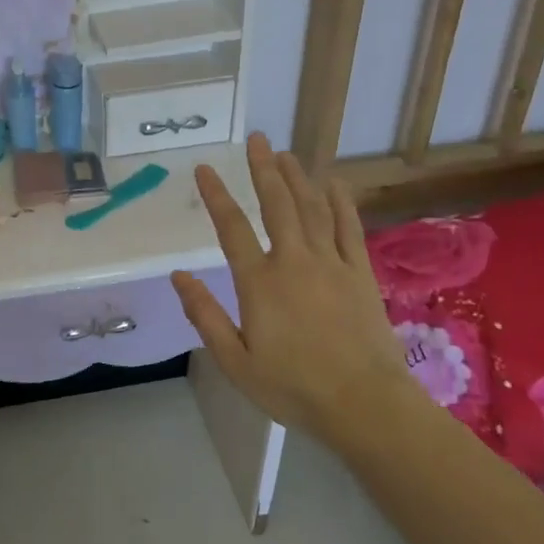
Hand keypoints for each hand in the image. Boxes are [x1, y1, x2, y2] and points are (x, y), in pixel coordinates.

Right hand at [171, 132, 411, 437]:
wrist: (364, 405)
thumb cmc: (293, 387)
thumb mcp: (235, 361)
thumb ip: (205, 315)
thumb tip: (178, 275)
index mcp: (259, 282)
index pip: (231, 227)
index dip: (216, 195)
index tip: (205, 168)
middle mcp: (293, 261)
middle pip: (276, 204)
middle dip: (263, 169)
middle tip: (257, 139)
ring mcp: (331, 263)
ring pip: (312, 208)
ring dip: (297, 177)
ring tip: (285, 153)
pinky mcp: (360, 272)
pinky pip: (349, 227)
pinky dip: (340, 202)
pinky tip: (333, 183)